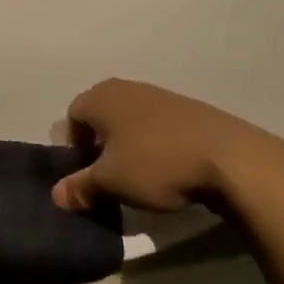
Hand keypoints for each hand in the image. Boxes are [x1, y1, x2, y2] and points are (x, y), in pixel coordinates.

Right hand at [51, 79, 283, 214]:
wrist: (228, 157)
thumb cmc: (155, 164)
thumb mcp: (111, 182)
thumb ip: (80, 187)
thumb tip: (56, 195)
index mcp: (102, 96)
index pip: (73, 116)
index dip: (74, 146)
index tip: (87, 174)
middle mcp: (127, 88)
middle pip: (102, 116)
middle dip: (101, 145)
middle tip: (110, 176)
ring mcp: (160, 95)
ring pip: (130, 120)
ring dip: (129, 145)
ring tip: (140, 176)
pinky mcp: (188, 109)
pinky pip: (157, 126)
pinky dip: (155, 144)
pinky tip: (167, 169)